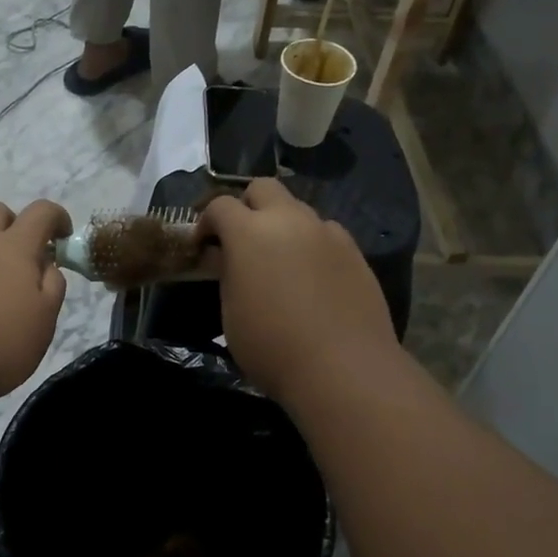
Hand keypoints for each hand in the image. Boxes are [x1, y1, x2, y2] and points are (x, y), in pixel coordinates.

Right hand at [196, 179, 402, 405]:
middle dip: (247, 206)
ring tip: (280, 260)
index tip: (203, 245)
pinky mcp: (354, 251)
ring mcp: (327, 233)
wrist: (343, 368)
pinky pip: (326, 234)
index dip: (206, 222)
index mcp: (249, 232)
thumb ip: (229, 275)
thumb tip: (232, 260)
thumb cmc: (272, 347)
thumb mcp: (231, 314)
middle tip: (241, 239)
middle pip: (263, 188)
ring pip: (298, 209)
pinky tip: (312, 276)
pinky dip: (311, 244)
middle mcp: (289, 220)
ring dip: (282, 224)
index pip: (220, 205)